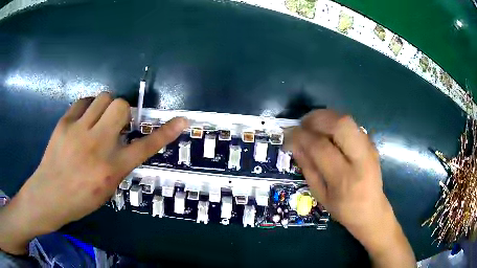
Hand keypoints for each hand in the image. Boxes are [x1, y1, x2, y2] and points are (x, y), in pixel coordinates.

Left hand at [0, 92, 188, 254]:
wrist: (49, 194)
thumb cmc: (80, 199)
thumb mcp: (107, 188)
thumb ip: (119, 163)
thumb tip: (125, 142)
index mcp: (112, 168)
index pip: (145, 146)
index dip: (165, 132)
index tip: (181, 120)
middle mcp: (98, 145)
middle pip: (121, 106)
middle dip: (123, 112)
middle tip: (116, 123)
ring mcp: (79, 131)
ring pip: (103, 98)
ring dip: (106, 107)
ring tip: (98, 120)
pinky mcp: (65, 123)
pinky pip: (84, 101)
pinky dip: (88, 107)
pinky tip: (83, 120)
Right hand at [290, 110, 414, 266]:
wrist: (372, 210)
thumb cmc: (343, 209)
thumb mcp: (320, 194)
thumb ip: (308, 167)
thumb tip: (294, 144)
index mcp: (344, 178)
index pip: (320, 147)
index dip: (301, 136)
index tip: (288, 134)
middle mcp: (361, 159)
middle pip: (340, 124)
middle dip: (316, 118)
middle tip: (302, 124)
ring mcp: (369, 148)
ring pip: (347, 120)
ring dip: (326, 117)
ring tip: (312, 125)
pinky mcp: (371, 143)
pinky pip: (351, 125)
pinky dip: (335, 122)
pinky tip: (327, 131)